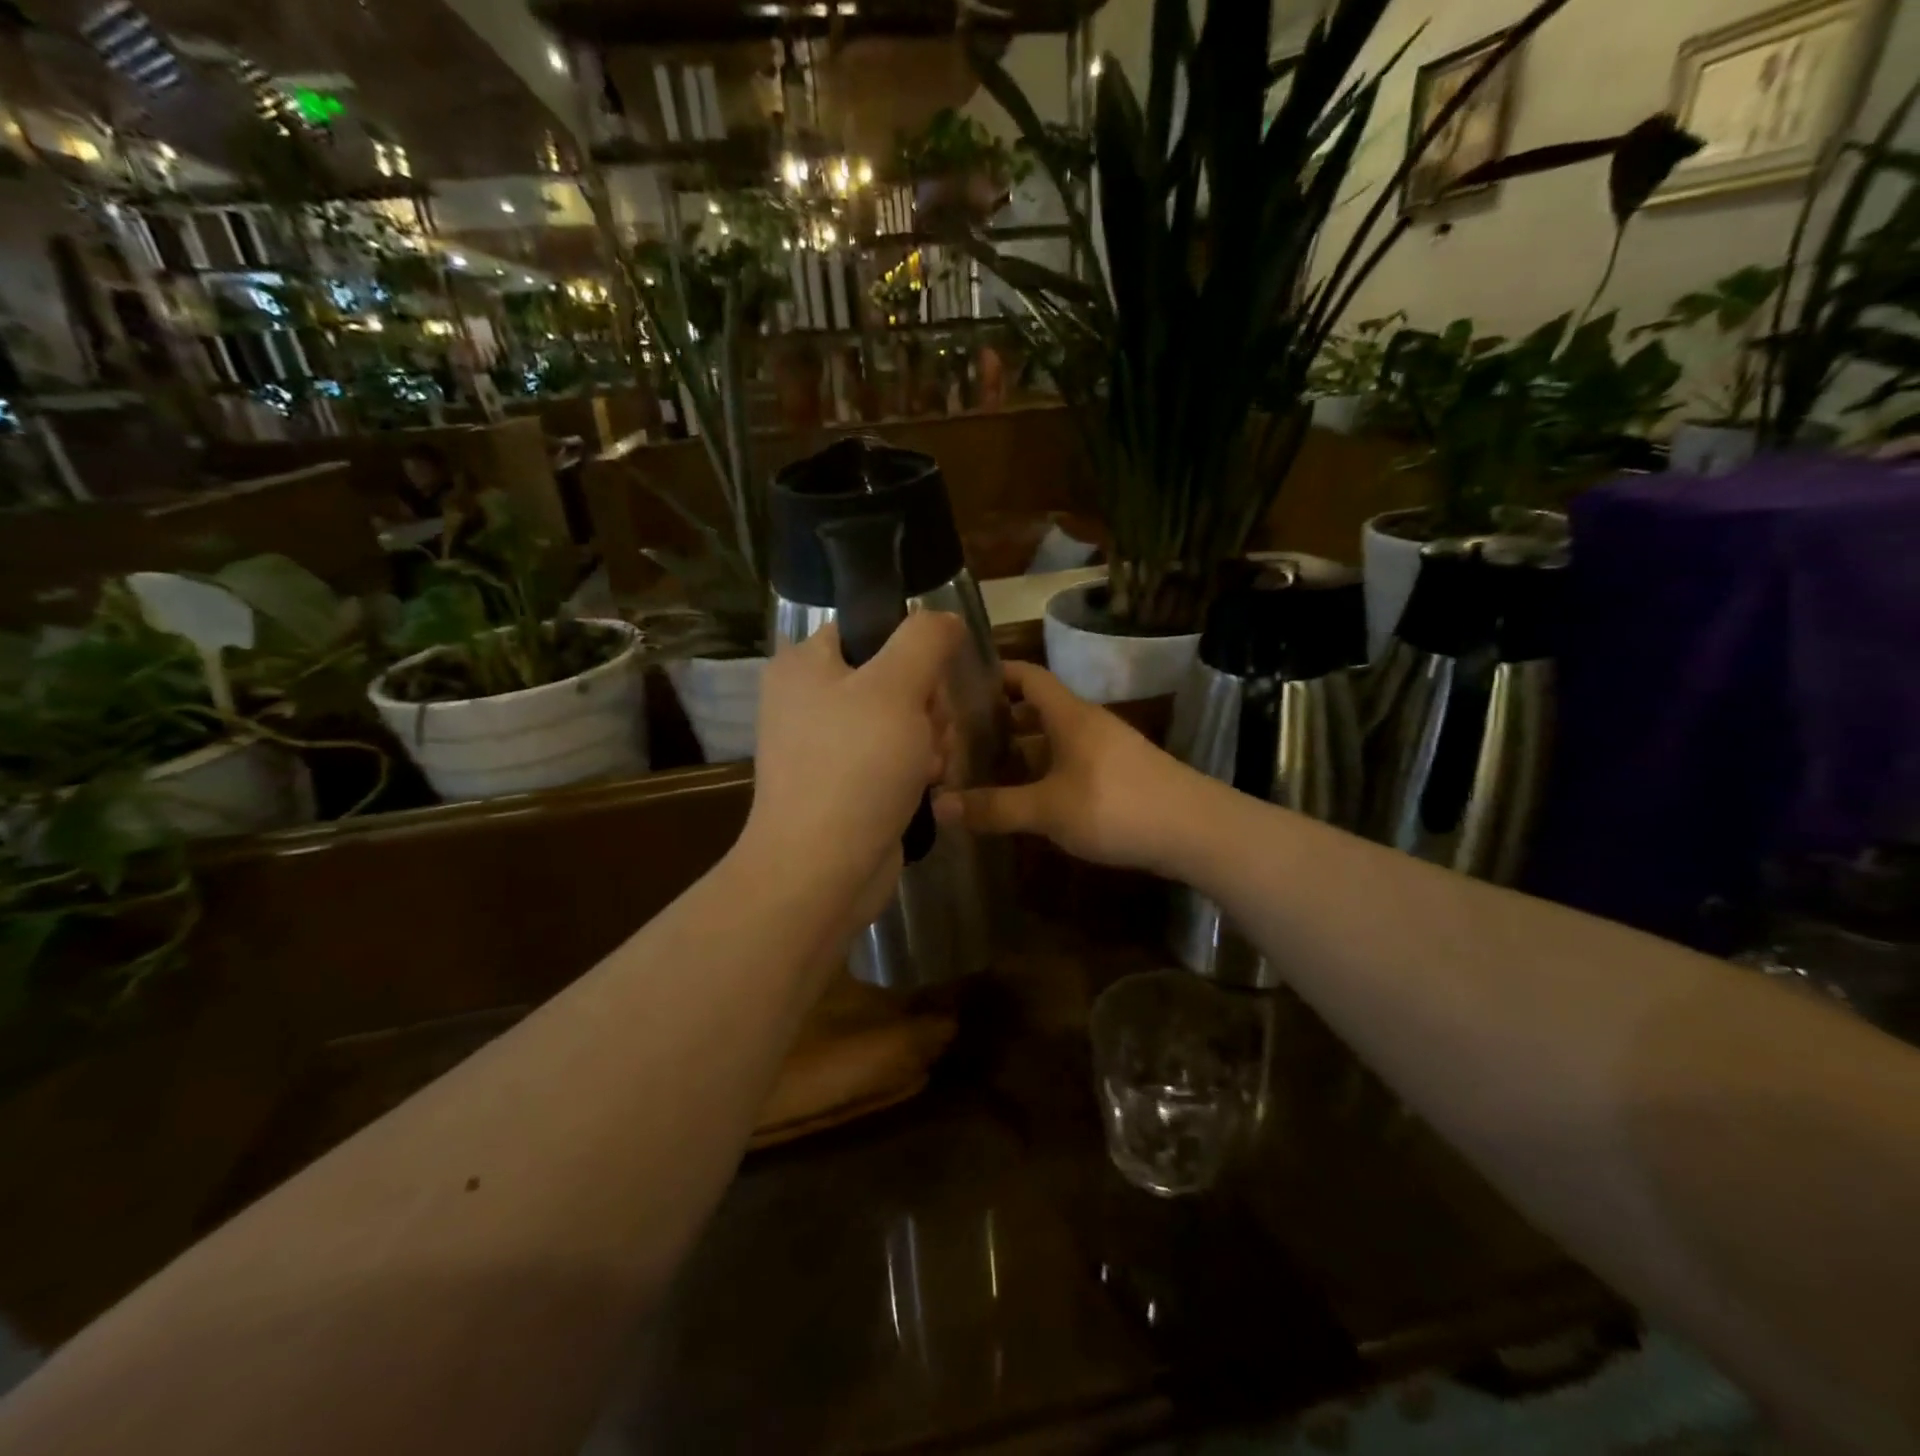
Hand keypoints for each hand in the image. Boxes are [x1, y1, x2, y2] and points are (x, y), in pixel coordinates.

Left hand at [742, 612, 964, 922]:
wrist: (822, 869)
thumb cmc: (855, 766)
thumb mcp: (897, 686)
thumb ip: (925, 639)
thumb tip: (945, 618)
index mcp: (806, 664)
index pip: (870, 629)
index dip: (911, 650)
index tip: (930, 681)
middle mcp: (810, 699)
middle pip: (895, 678)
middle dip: (927, 707)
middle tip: (928, 731)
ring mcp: (828, 746)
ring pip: (904, 721)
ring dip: (930, 741)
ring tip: (927, 768)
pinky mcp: (846, 785)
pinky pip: (895, 759)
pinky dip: (916, 771)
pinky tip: (926, 788)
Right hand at [934, 660, 1199, 874]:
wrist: (1195, 831)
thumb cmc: (1115, 806)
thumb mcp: (1047, 809)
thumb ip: (994, 808)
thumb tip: (939, 806)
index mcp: (1069, 715)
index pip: (1028, 676)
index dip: (997, 674)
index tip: (961, 683)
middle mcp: (1088, 724)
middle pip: (1039, 710)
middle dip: (1002, 720)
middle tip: (960, 737)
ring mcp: (1108, 750)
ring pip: (1055, 740)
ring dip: (1023, 750)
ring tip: (985, 769)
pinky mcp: (1120, 776)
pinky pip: (1071, 762)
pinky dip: (1045, 772)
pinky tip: (1029, 798)